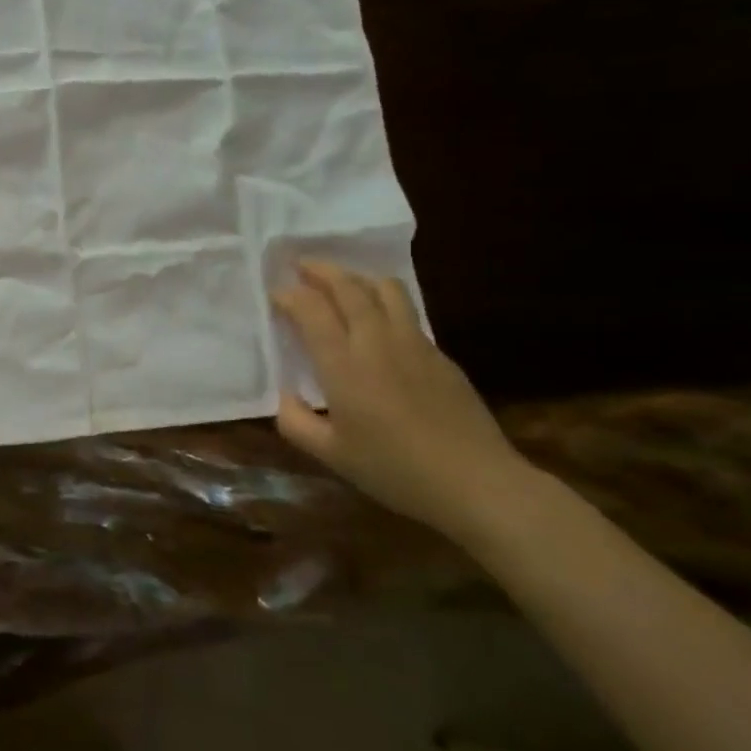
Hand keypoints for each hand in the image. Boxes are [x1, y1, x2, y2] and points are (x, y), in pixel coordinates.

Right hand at [272, 260, 536, 538]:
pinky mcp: (440, 355)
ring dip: (357, 278)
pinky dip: (384, 301)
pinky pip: (407, 312)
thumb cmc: (394, 469)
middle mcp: (377, 343)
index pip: (311, 310)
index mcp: (344, 365)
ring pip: (385, 290)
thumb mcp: (330, 454)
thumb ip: (295, 422)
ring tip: (341, 282)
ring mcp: (414, 345)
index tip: (274, 295)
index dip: (289, 295)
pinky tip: (377, 320)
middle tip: (301, 266)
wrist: (477, 483)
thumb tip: (284, 397)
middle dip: (321, 271)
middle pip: (349, 288)